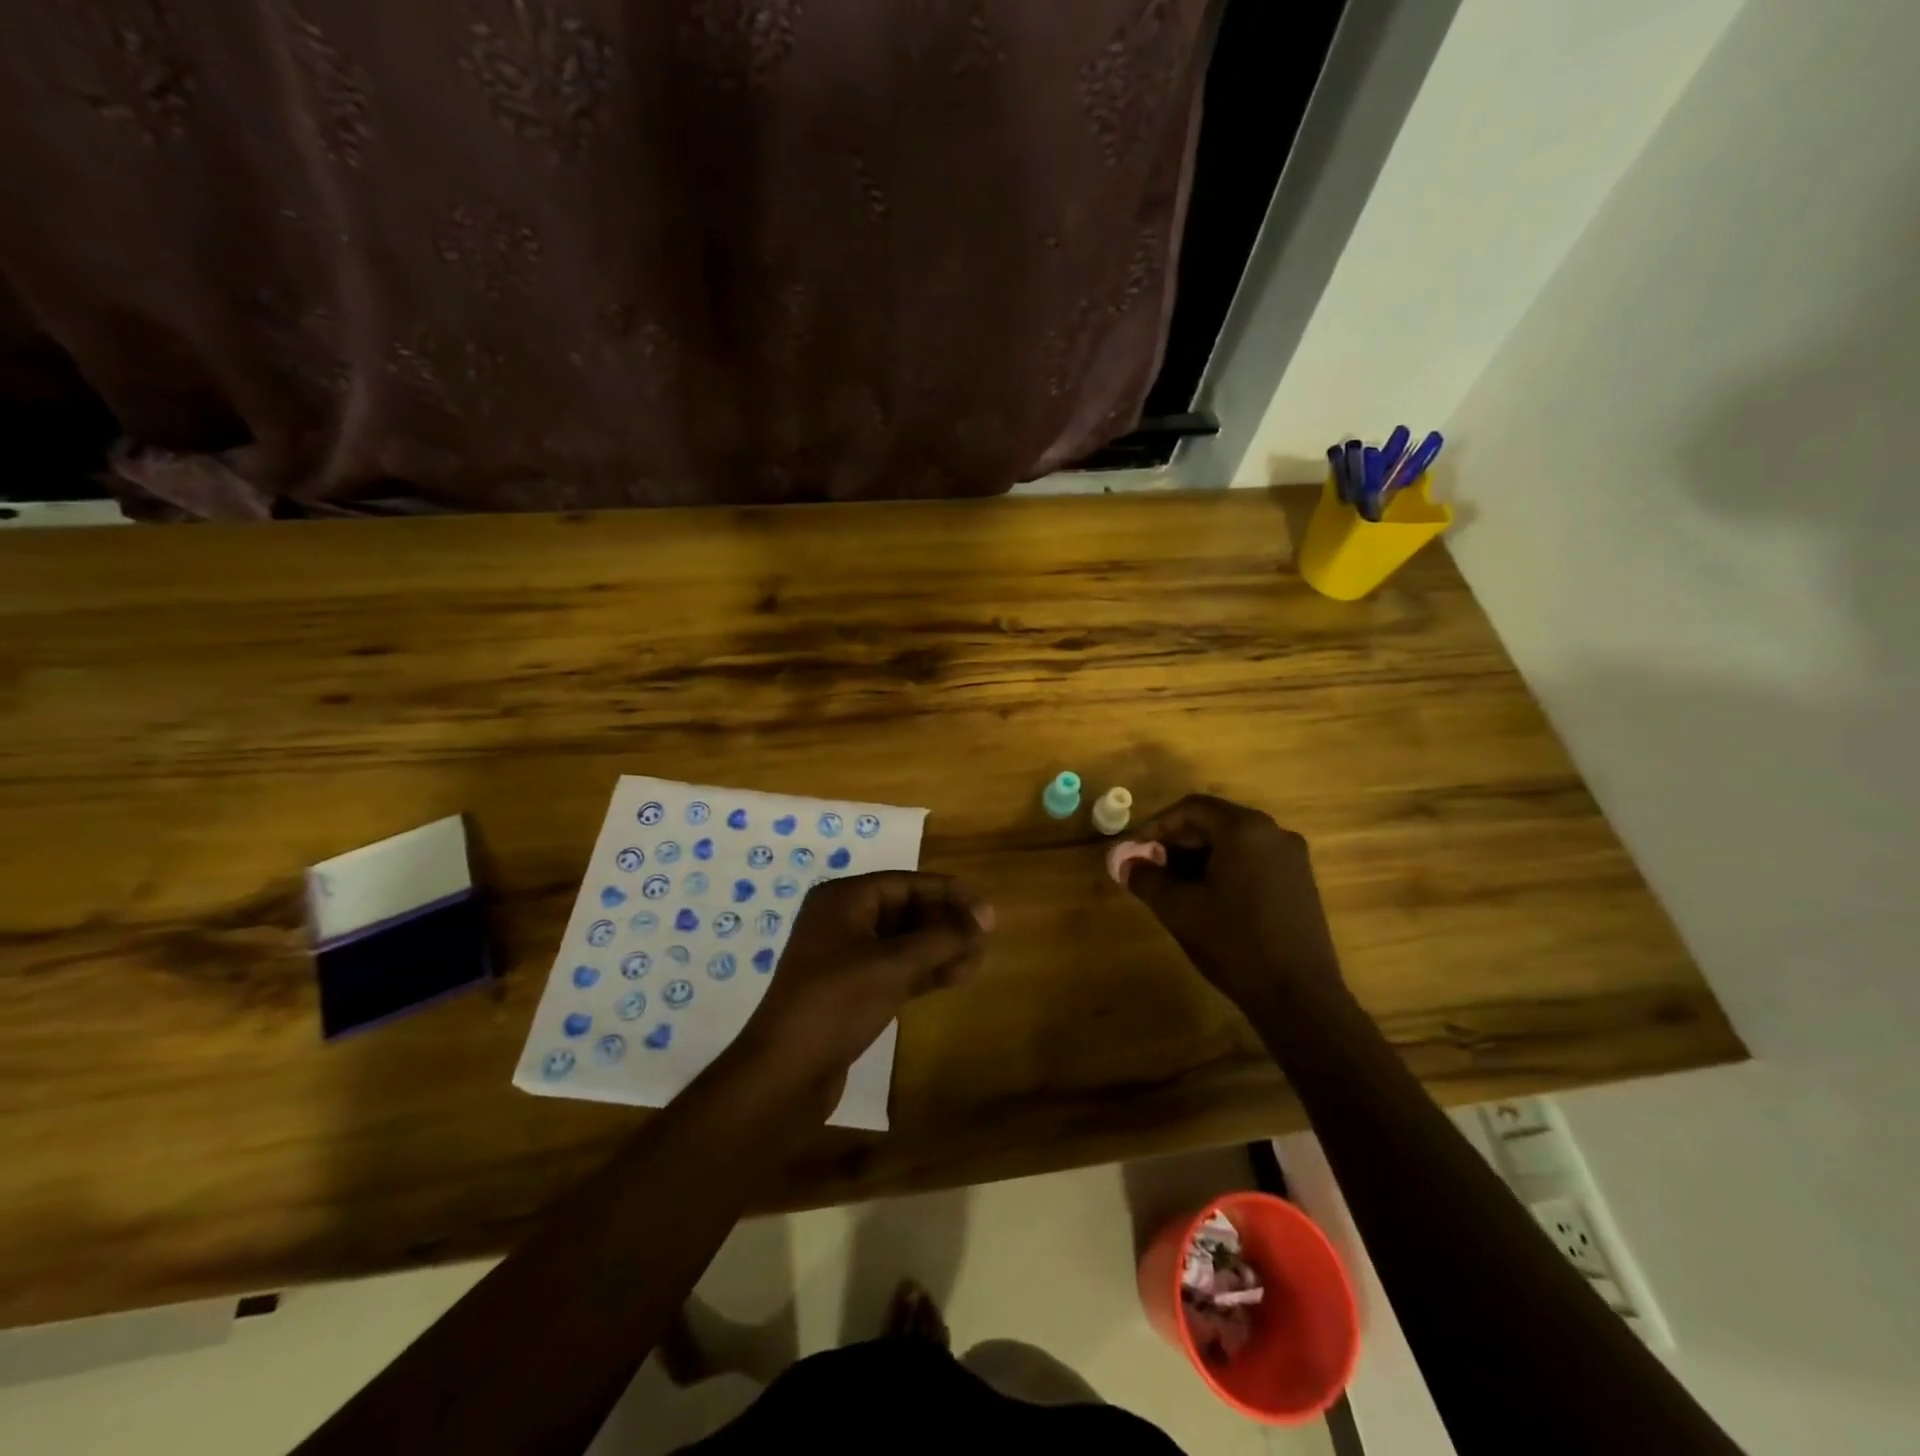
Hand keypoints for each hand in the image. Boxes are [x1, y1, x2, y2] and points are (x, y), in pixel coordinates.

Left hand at [728, 871, 992, 1117]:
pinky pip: (896, 968)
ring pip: (903, 942)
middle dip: (945, 922)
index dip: (949, 893)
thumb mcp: (894, 965)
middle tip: (986, 936)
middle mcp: (842, 920)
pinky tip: (957, 977)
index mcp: (843, 900)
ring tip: (978, 959)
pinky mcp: (852, 990)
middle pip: (905, 910)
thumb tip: (984, 918)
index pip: (906, 883)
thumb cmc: (837, 1003)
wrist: (785, 1073)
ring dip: (940, 948)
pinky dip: (925, 971)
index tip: (986, 908)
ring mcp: (845, 957)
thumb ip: (942, 938)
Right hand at [1117, 795, 1341, 1013]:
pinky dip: (1225, 869)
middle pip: (1215, 822)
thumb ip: (1146, 878)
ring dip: (1199, 857)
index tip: (1134, 849)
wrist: (1299, 997)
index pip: (1191, 808)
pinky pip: (1254, 861)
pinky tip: (1208, 899)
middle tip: (1150, 868)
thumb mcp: (1178, 909)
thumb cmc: (1234, 943)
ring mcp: (1293, 858)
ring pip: (1234, 843)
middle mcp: (1274, 833)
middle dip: (1177, 842)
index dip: (1156, 825)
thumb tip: (1124, 863)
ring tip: (1173, 886)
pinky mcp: (1301, 883)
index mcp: (1245, 829)